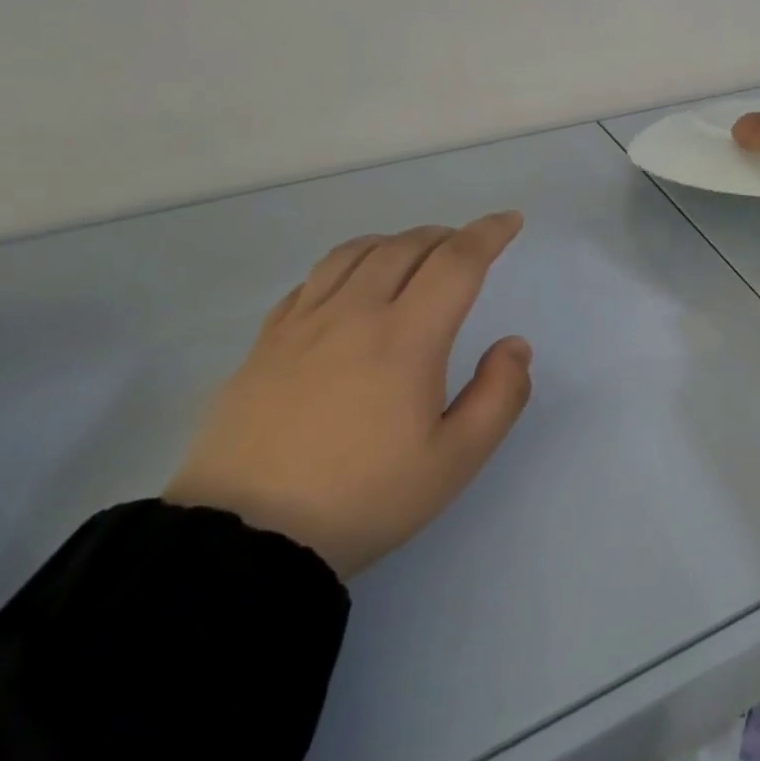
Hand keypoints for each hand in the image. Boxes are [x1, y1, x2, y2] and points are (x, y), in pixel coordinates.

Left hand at [165, 213, 531, 579]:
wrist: (246, 540)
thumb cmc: (364, 499)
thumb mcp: (455, 461)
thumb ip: (499, 396)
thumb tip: (513, 345)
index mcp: (406, 338)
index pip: (457, 262)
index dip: (488, 233)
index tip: (509, 220)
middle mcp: (355, 313)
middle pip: (407, 246)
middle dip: (446, 236)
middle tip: (466, 247)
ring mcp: (303, 324)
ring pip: (355, 252)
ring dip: (396, 241)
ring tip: (413, 253)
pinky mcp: (265, 342)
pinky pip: (312, 279)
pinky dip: (346, 264)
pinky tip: (350, 285)